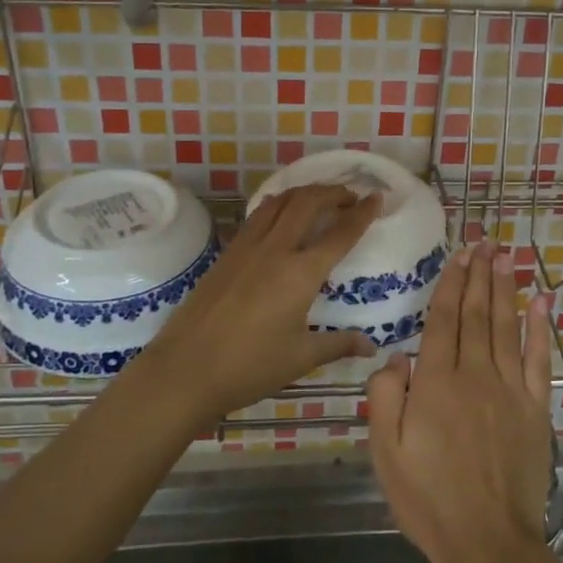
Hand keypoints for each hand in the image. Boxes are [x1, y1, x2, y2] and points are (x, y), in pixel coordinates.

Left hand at [139, 184, 381, 420]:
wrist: (185, 370)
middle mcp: (275, 250)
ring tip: (319, 198)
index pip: (340, 233)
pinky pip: (258, 216)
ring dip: (304, 192)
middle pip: (308, 202)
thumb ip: (338, 344)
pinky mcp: (226, 254)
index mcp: (301, 273)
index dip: (362, 213)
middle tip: (351, 196)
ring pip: (279, 202)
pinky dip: (278, 205)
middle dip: (333, 192)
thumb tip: (371, 346)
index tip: (377, 198)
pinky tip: (280, 215)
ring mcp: (246, 247)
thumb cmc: (249, 367)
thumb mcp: (300, 358)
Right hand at [366, 242, 553, 562]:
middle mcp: (475, 375)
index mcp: (436, 383)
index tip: (458, 256)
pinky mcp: (536, 409)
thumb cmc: (428, 498)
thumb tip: (394, 356)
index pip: (444, 321)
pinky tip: (541, 304)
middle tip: (485, 243)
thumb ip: (385, 398)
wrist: (488, 541)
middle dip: (479, 277)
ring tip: (505, 258)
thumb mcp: (385, 452)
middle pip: (477, 315)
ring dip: (505, 290)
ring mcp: (510, 390)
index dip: (451, 285)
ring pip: (506, 328)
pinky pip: (539, 360)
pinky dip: (540, 329)